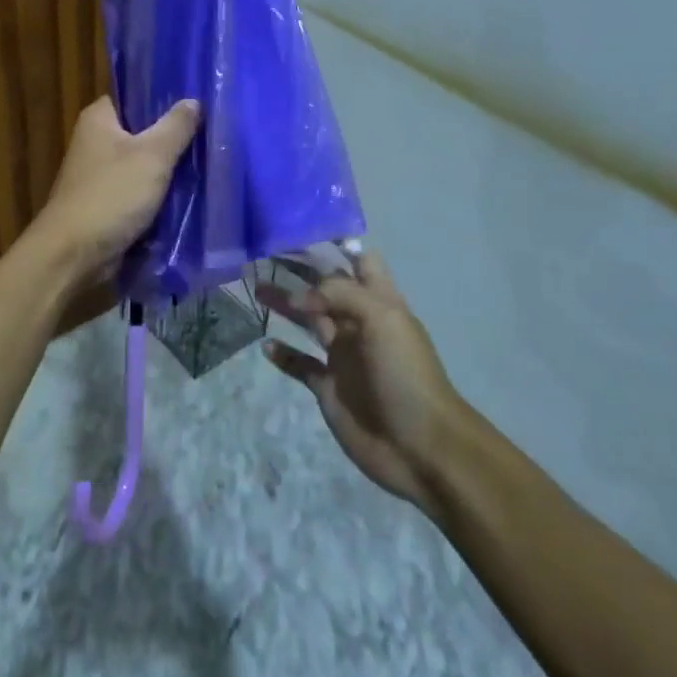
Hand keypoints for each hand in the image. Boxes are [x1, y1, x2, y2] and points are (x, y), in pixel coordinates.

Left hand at [37, 97, 200, 282]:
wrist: (74, 256)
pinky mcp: (108, 204)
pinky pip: (141, 192)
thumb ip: (175, 126)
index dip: (165, 96)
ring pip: (145, 164)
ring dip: (170, 169)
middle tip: (212, 133)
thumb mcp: (152, 155)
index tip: (198, 99)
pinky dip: (160, 194)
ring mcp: (101, 175)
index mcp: (99, 119)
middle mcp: (96, 142)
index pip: (135, 95)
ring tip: (209, 161)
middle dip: (174, 136)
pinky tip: (191, 193)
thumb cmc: (111, 195)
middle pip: (143, 131)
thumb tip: (193, 101)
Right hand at [260, 252, 459, 515]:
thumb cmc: (405, 373)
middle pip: (326, 288)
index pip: (360, 262)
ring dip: (285, 305)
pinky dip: (283, 354)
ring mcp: (343, 356)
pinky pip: (300, 364)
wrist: (420, 446)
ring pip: (308, 321)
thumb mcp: (381, 317)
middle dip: (299, 271)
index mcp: (379, 302)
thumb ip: (339, 294)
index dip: (337, 245)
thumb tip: (297, 298)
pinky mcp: (328, 387)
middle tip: (263, 257)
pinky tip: (266, 345)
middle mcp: (359, 323)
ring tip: (257, 289)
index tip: (303, 229)